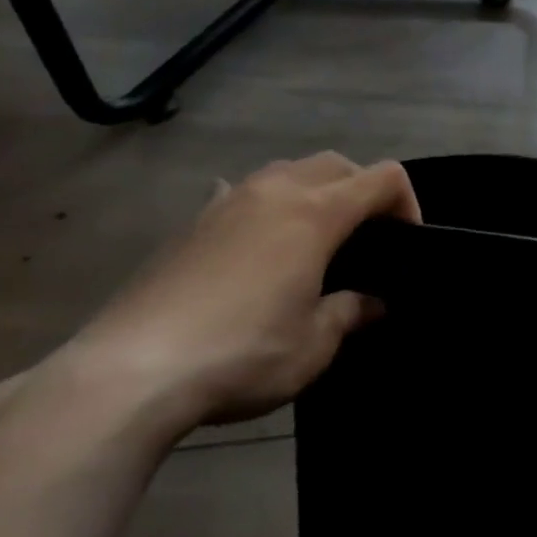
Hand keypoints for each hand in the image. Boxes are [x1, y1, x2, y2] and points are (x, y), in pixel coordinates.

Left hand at [51, 152, 419, 433]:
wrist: (129, 372)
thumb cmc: (240, 353)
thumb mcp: (313, 344)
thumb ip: (350, 312)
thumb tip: (373, 303)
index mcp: (316, 213)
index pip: (383, 178)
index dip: (408, 202)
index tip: (406, 242)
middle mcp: (275, 191)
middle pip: (337, 164)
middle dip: (363, 190)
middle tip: (366, 237)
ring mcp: (228, 201)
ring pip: (288, 170)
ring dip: (314, 191)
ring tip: (313, 238)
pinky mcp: (192, 222)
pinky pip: (241, 192)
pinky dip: (264, 204)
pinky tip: (254, 241)